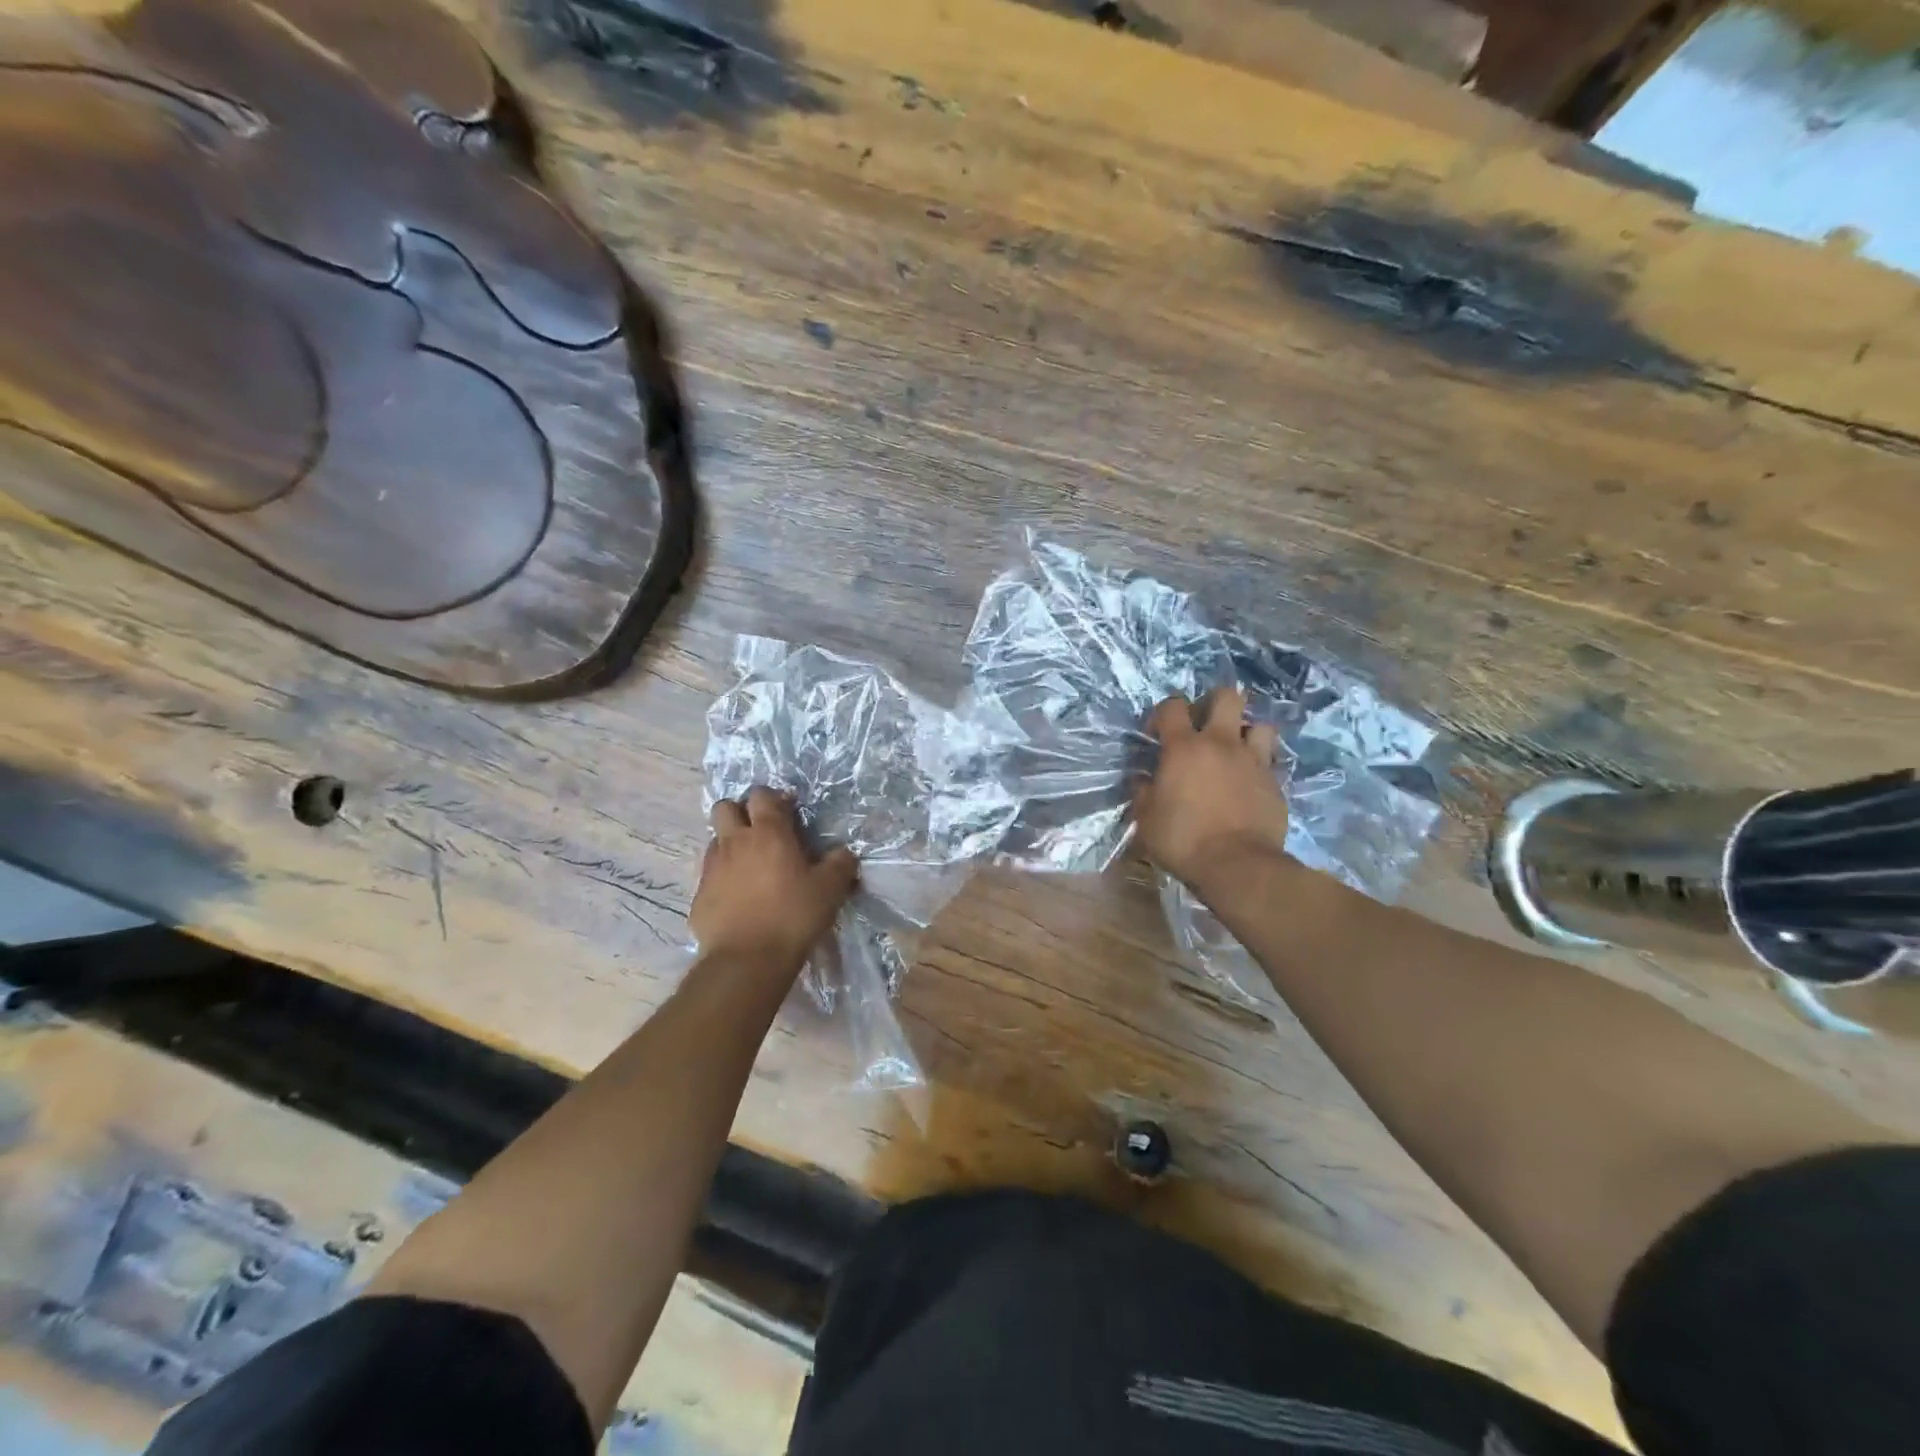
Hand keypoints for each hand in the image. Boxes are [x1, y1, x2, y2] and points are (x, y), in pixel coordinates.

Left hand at [691, 788, 858, 965]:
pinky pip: (710, 876)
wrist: (747, 961)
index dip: (774, 799)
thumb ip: (840, 863)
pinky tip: (739, 900)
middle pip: (725, 807)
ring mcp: (712, 869)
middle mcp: (735, 842)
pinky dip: (723, 880)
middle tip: (761, 833)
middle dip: (740, 812)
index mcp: (768, 833)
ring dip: (731, 846)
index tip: (788, 813)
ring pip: (715, 841)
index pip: (762, 794)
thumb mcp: (830, 889)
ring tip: (751, 868)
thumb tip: (844, 853)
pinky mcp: (699, 896)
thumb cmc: (793, 916)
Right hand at [1134, 687, 1286, 889]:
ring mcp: (1253, 761)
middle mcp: (1221, 743)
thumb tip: (1144, 781)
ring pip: (1259, 724)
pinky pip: (1270, 760)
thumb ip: (1145, 793)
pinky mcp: (1275, 782)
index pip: (1172, 706)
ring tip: (1235, 751)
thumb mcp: (1147, 820)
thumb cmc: (1183, 840)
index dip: (1163, 713)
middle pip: (1227, 697)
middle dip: (1215, 704)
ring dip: (1246, 732)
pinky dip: (1259, 765)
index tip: (1158, 734)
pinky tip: (1249, 782)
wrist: (1238, 865)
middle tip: (1205, 726)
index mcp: (1184, 748)